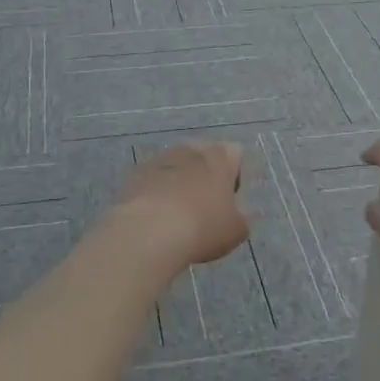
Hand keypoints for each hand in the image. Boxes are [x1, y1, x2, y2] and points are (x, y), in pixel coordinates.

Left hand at [115, 141, 249, 266]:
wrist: (149, 231)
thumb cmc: (202, 227)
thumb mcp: (235, 231)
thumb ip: (243, 218)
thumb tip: (241, 214)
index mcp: (219, 156)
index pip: (235, 153)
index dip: (235, 176)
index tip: (229, 200)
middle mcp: (190, 149)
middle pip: (203, 155)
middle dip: (205, 175)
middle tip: (204, 206)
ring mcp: (160, 158)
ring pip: (176, 165)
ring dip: (179, 182)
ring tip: (176, 214)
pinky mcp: (136, 173)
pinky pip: (153, 178)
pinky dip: (156, 191)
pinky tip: (155, 217)